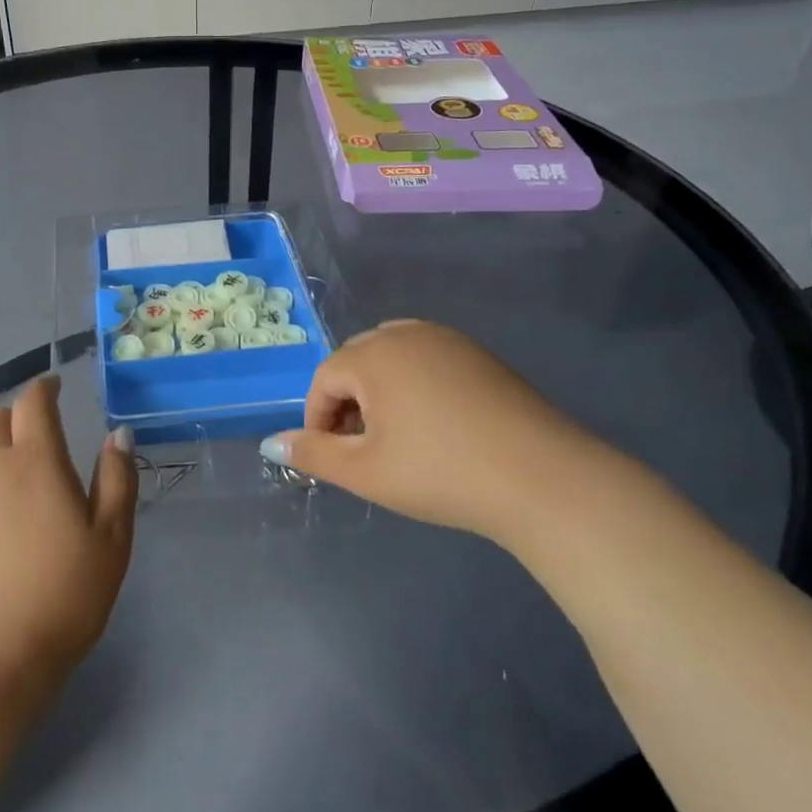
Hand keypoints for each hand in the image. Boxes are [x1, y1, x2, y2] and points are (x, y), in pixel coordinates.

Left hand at [0, 377, 136, 709]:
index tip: (55, 388)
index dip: (45, 388)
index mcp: (36, 461)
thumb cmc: (61, 597)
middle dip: (18, 413)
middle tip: (36, 430)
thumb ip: (117, 480)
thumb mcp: (111, 540)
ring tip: (4, 455)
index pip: (34, 403)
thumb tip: (117, 434)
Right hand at [259, 320, 614, 549]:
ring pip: (392, 356)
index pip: (324, 378)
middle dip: (346, 401)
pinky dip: (414, 385)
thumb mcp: (365, 471)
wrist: (541, 478)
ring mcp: (448, 340)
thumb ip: (312, 453)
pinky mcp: (479, 355)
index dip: (317, 419)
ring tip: (393, 436)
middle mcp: (407, 334)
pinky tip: (433, 425)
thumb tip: (270, 444)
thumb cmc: (440, 473)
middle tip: (360, 449)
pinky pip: (427, 359)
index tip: (331, 457)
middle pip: (356, 360)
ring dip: (378, 390)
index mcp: (374, 355)